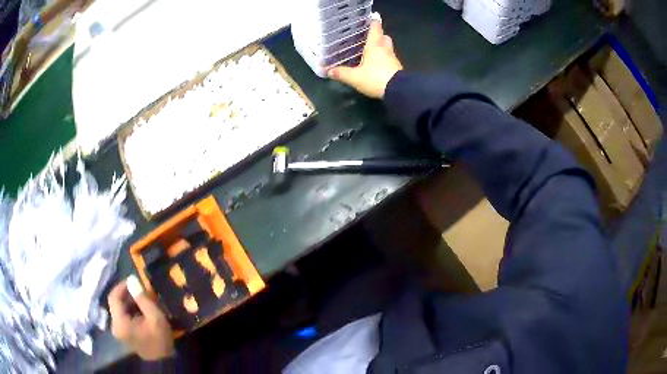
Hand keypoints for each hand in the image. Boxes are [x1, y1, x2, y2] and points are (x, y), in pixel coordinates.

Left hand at [108, 280, 174, 360]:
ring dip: (129, 302)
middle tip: (140, 290)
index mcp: (120, 322)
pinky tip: (141, 311)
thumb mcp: (155, 317)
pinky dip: (130, 310)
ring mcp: (118, 330)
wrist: (162, 361)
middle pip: (116, 303)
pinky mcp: (122, 333)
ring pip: (119, 309)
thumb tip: (132, 279)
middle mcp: (114, 325)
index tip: (133, 280)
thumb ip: (142, 298)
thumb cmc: (159, 339)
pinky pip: (122, 316)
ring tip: (142, 299)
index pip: (113, 297)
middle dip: (127, 294)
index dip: (122, 286)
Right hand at [328, 19, 402, 98]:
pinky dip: (384, 59)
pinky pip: (390, 59)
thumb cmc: (375, 78)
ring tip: (372, 50)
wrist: (398, 91)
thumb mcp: (354, 77)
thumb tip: (328, 71)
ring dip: (382, 47)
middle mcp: (385, 49)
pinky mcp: (397, 68)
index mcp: (374, 46)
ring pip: (388, 48)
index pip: (375, 29)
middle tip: (369, 37)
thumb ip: (341, 73)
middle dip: (378, 36)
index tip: (369, 20)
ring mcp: (393, 59)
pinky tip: (377, 64)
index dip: (373, 23)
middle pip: (384, 37)